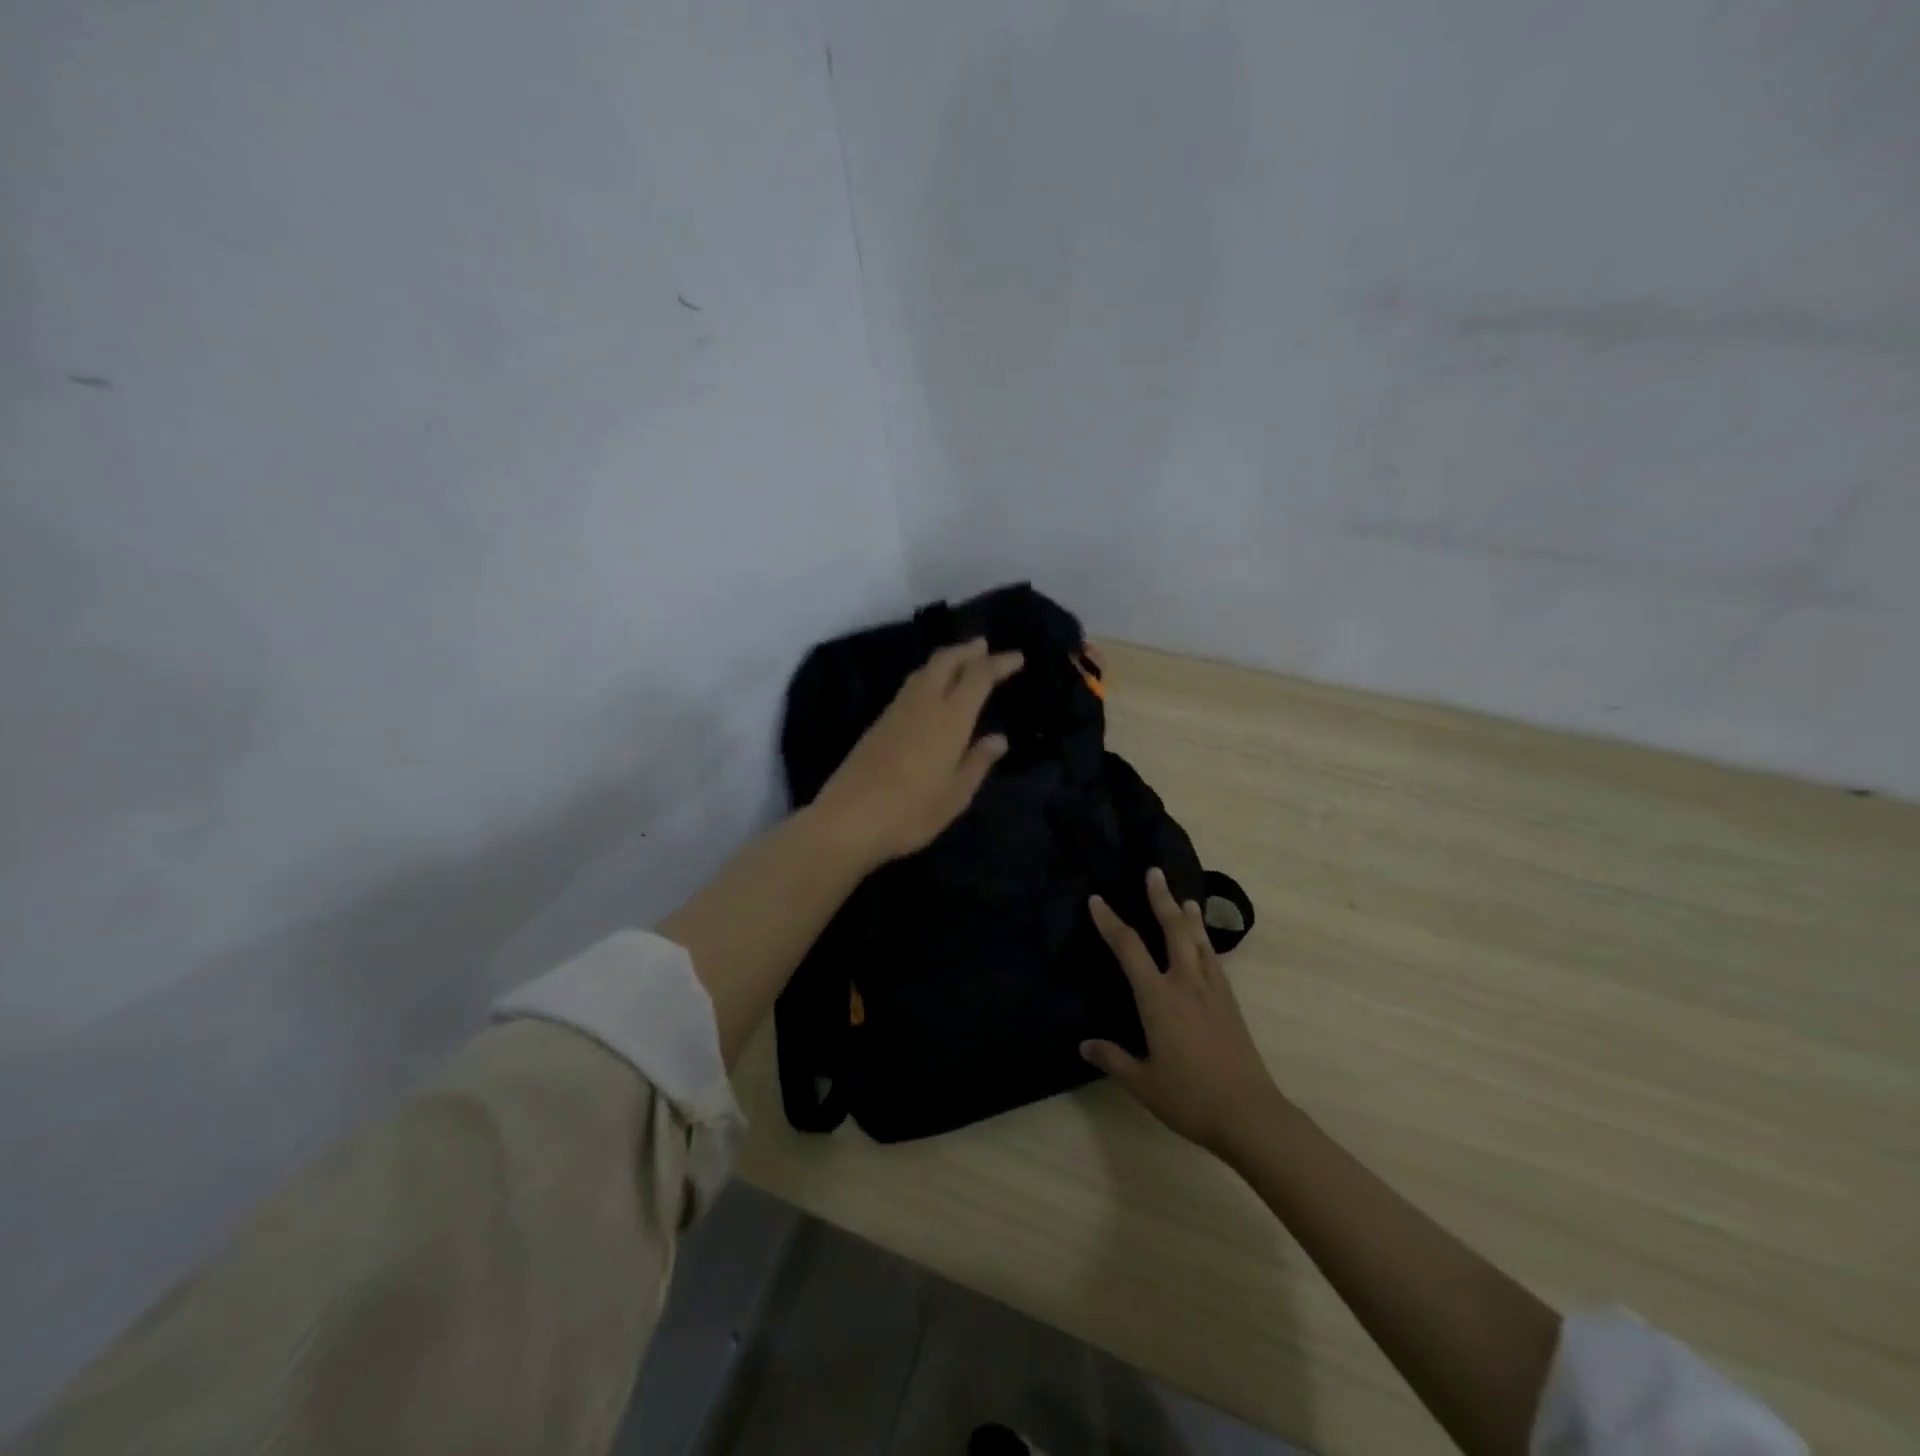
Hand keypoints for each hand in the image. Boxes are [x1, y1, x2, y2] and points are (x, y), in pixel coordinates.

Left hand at [811, 638, 1023, 866]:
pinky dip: (928, 677)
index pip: (978, 677)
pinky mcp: (878, 723)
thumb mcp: (955, 796)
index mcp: (949, 719)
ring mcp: (896, 712)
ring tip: (961, 661)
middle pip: (945, 661)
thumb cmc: (911, 813)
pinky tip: (932, 690)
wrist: (847, 820)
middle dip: (967, 650)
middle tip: (984, 646)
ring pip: (924, 671)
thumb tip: (998, 739)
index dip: (998, 663)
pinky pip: (910, 687)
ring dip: (946, 659)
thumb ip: (978, 763)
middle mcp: (923, 705)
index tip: (1017, 658)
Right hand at [1081, 868, 1284, 1155]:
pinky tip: (1204, 942)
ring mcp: (1212, 990)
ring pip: (1199, 940)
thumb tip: (1085, 1045)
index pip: (1129, 949)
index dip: (1111, 922)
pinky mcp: (1230, 1002)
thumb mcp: (1143, 1083)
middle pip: (1173, 930)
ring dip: (1188, 915)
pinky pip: (1214, 959)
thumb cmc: (1190, 1098)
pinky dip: (1205, 940)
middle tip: (1154, 872)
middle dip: (1161, 899)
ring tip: (1183, 898)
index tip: (1097, 900)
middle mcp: (1185, 984)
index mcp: (1158, 999)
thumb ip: (1113, 1059)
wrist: (1249, 1114)